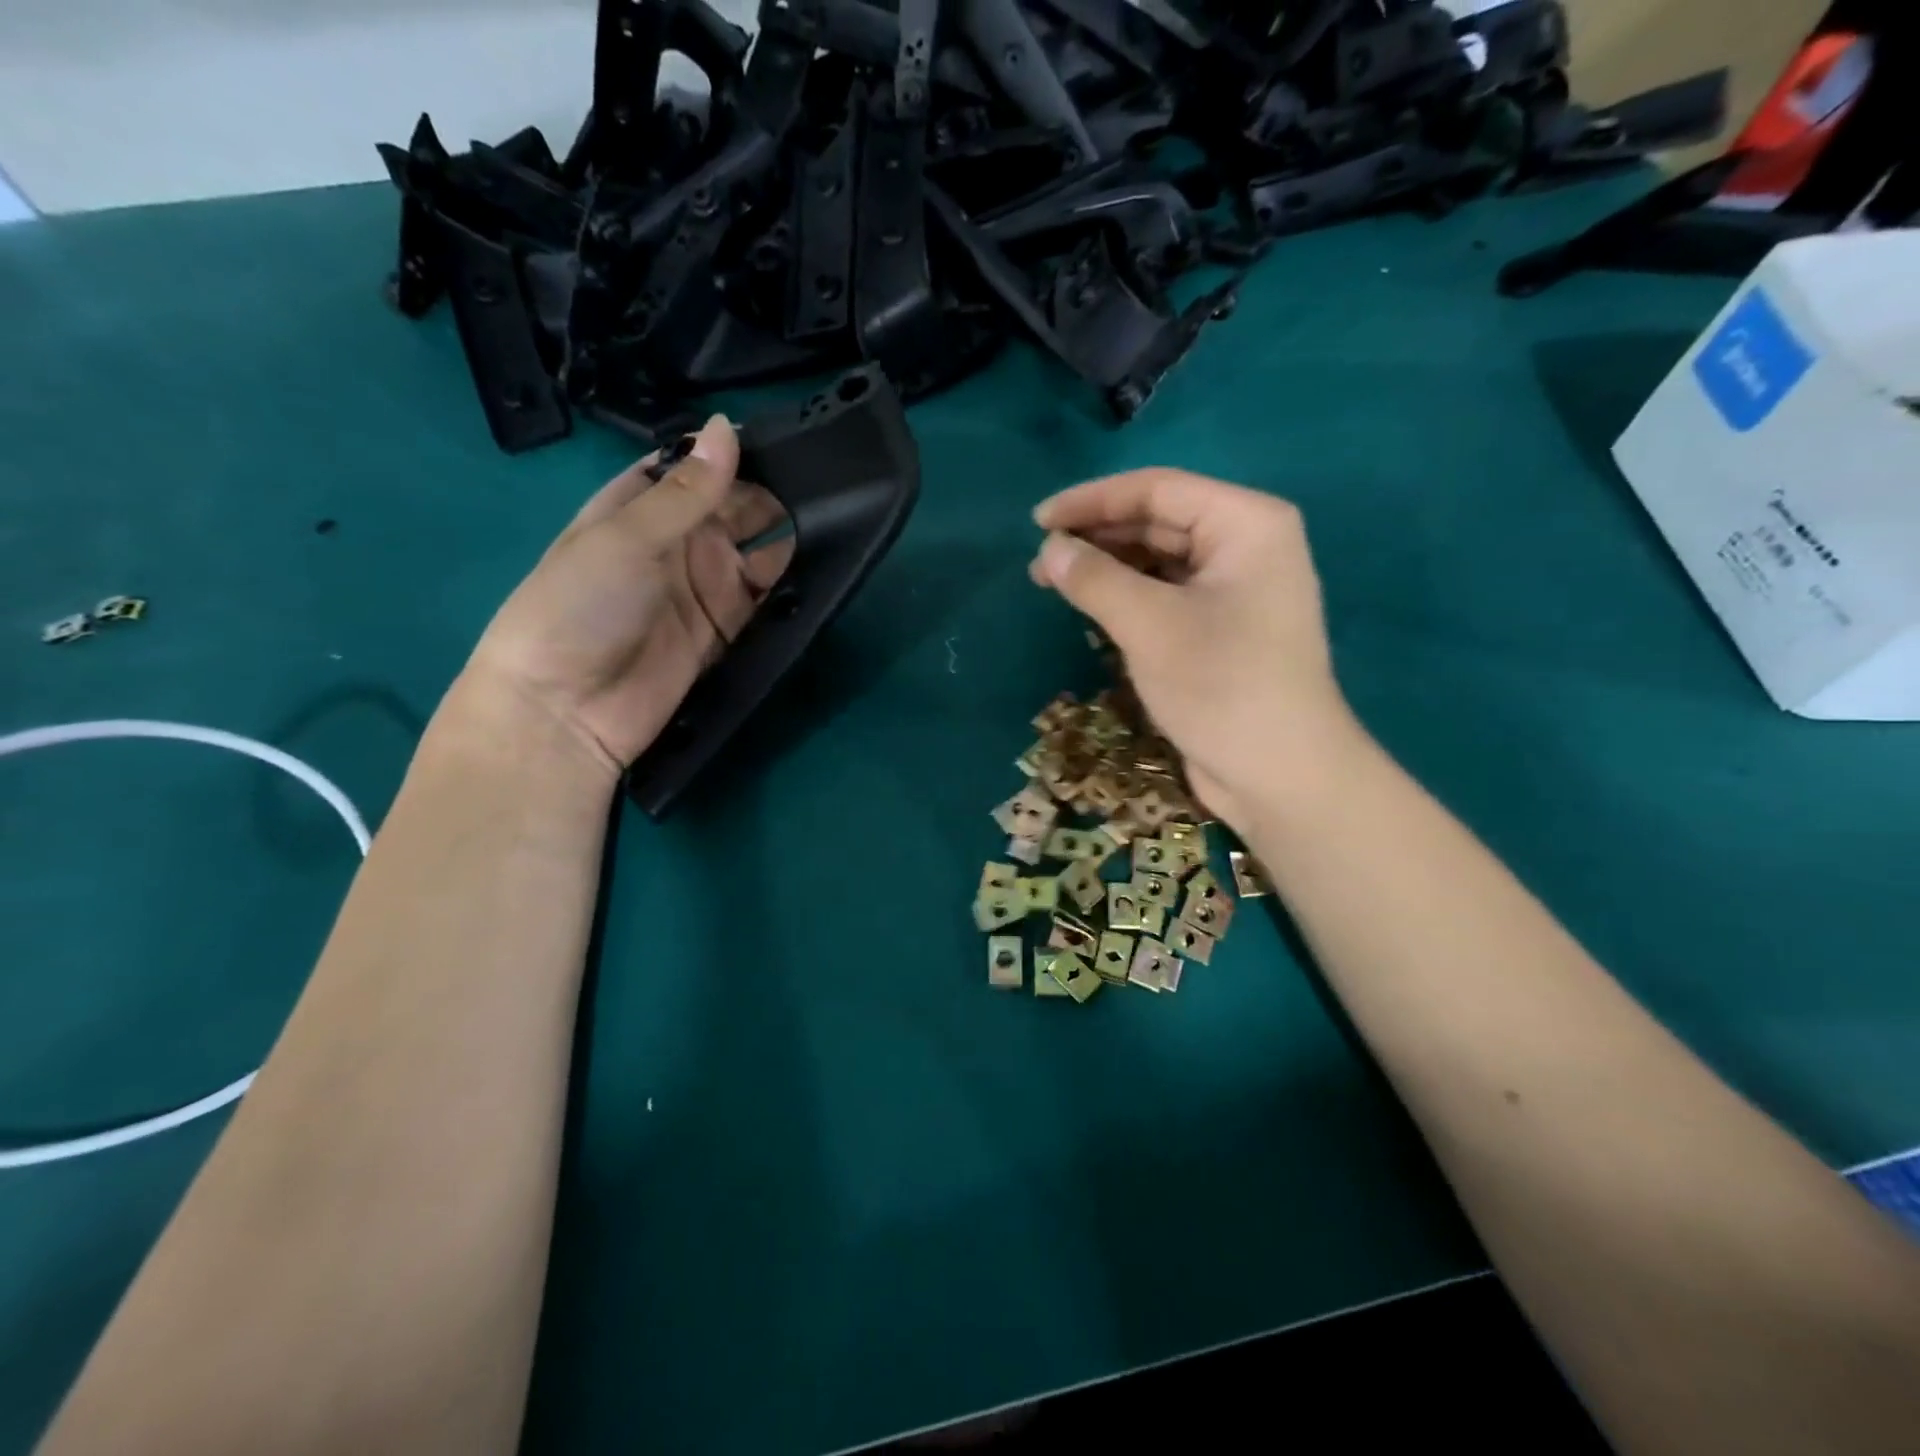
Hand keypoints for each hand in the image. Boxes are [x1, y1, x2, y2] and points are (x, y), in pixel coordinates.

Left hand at [463, 416, 791, 774]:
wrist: (566, 711)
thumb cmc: (578, 608)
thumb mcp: (626, 538)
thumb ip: (687, 491)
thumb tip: (728, 427)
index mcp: (638, 509)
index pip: (692, 468)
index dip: (730, 453)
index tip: (783, 438)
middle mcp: (675, 545)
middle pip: (733, 509)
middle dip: (771, 495)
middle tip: (826, 483)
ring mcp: (703, 591)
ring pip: (756, 556)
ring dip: (786, 541)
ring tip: (836, 522)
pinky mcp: (725, 634)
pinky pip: (763, 605)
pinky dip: (786, 591)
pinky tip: (819, 572)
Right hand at [1029, 468, 1367, 836]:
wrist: (1279, 774)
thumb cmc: (1220, 685)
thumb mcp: (1149, 624)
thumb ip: (1095, 578)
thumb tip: (1049, 551)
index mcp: (1246, 523)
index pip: (1157, 489)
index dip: (1091, 501)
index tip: (1037, 523)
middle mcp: (1246, 546)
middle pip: (1159, 521)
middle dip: (1097, 537)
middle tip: (1040, 561)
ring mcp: (1236, 589)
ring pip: (1160, 560)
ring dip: (1108, 569)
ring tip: (1054, 583)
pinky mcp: (1222, 628)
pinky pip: (1167, 595)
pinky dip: (1128, 597)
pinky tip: (1092, 608)